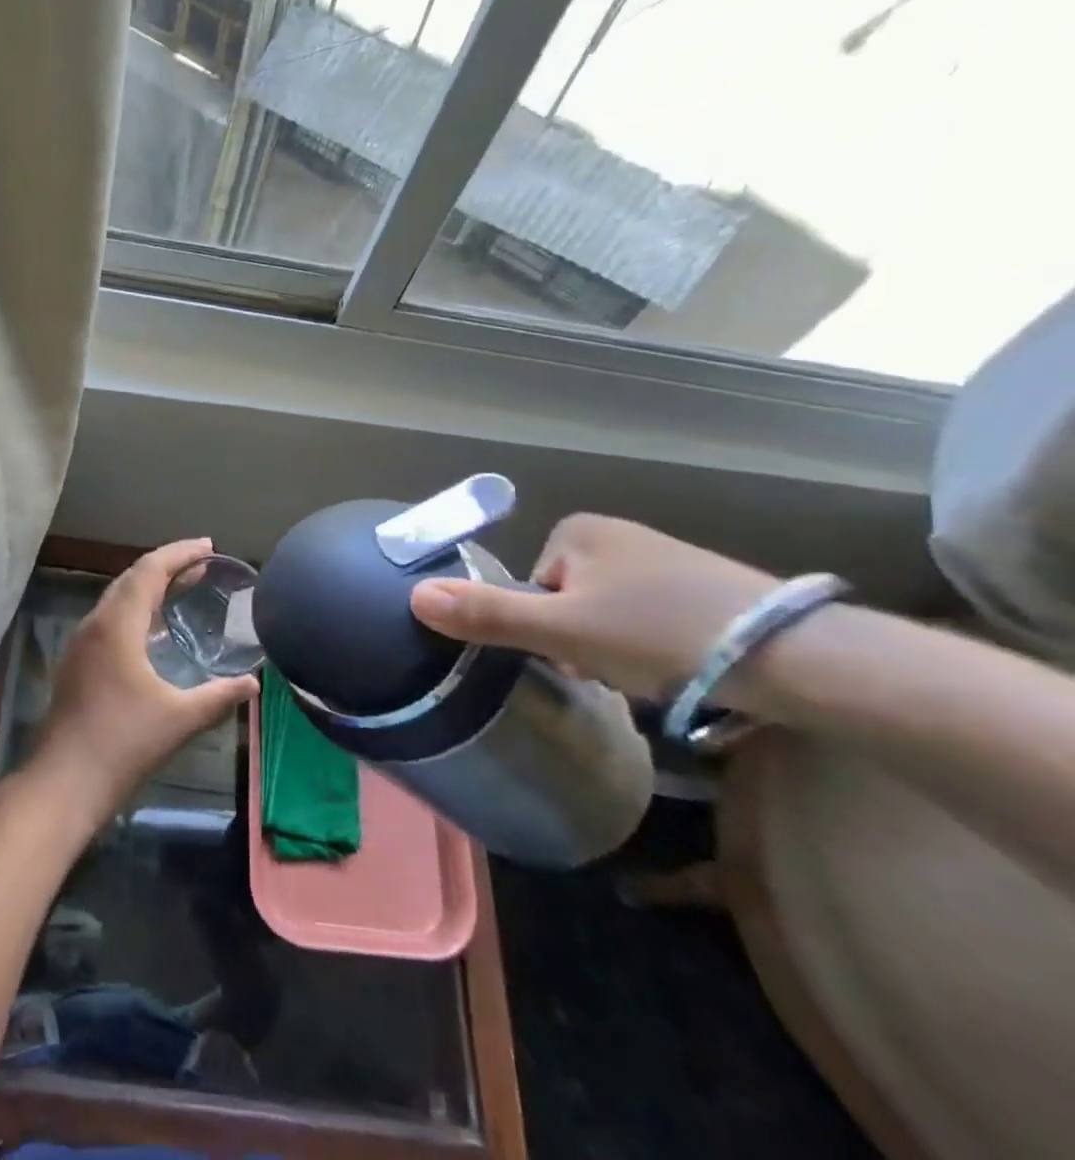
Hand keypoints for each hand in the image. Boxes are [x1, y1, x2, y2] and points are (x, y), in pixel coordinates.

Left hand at [27, 539, 257, 828]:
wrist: (65, 782)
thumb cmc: (124, 744)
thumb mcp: (180, 719)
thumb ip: (219, 696)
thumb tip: (253, 683)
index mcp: (117, 625)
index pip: (149, 570)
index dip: (180, 553)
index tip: (210, 547)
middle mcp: (95, 624)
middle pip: (131, 577)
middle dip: (167, 565)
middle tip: (203, 565)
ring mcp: (82, 643)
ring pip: (118, 598)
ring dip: (150, 587)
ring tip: (184, 588)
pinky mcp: (78, 663)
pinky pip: (110, 618)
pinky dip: (137, 609)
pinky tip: (155, 630)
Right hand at [408, 515, 779, 702]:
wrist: (793, 656)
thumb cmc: (658, 632)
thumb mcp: (561, 630)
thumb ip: (486, 614)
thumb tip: (413, 596)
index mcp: (578, 530)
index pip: (532, 587)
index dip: (544, 627)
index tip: (575, 656)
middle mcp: (619, 533)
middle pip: (567, 601)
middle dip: (581, 642)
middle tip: (612, 670)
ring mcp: (665, 558)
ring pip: (608, 614)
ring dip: (616, 650)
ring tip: (652, 675)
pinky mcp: (706, 588)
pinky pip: (650, 619)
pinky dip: (655, 647)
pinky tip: (680, 669)